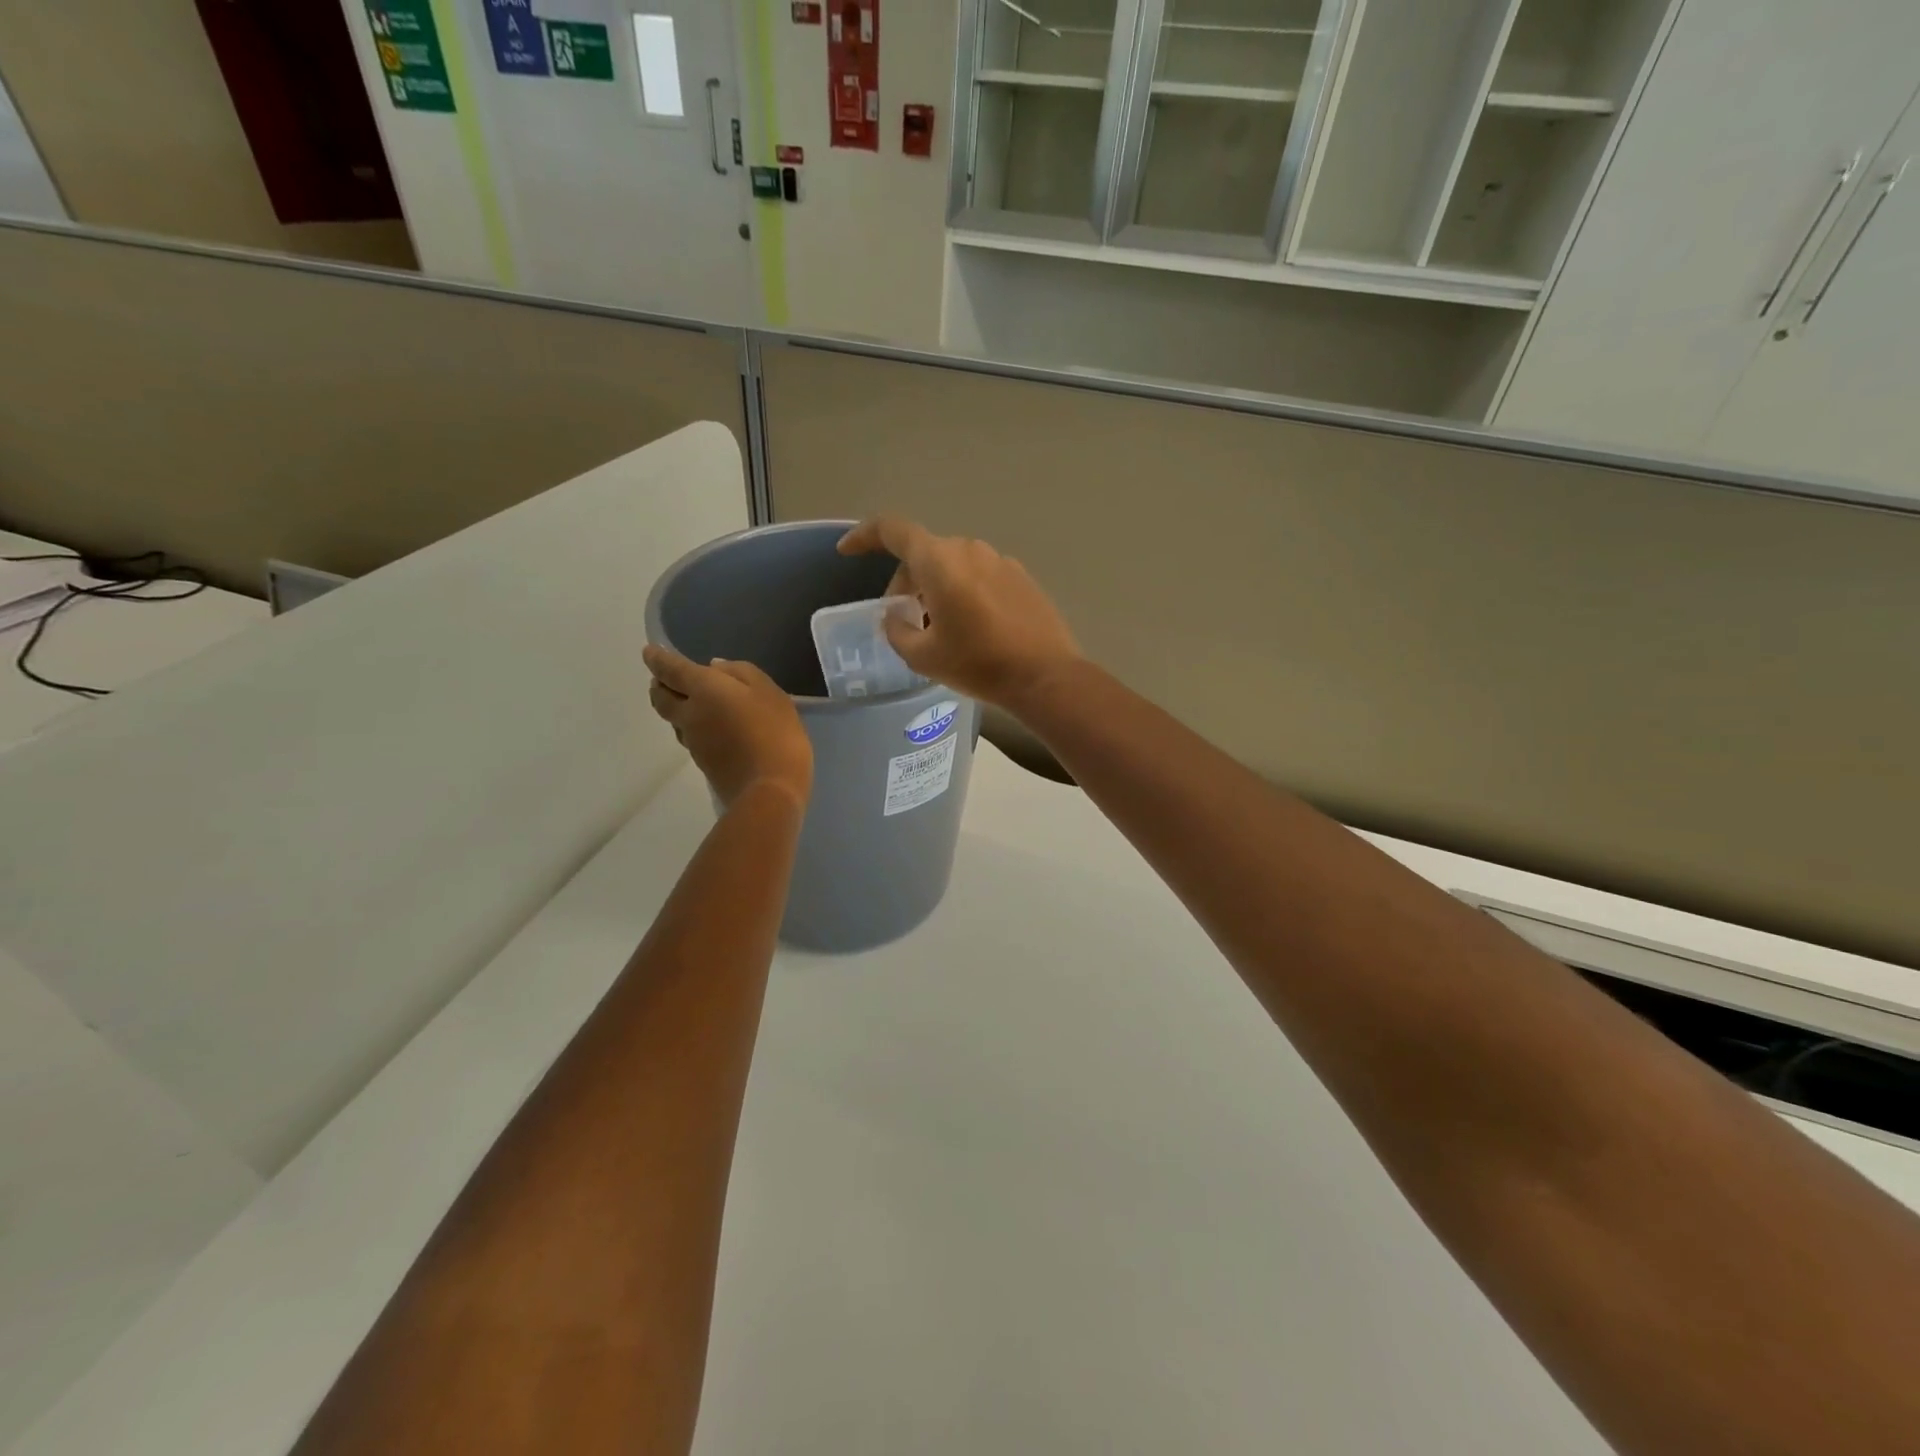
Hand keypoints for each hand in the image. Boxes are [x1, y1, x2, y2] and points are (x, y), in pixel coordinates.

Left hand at [644, 646, 812, 809]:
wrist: (770, 789)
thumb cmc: (775, 732)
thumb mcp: (770, 692)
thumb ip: (742, 673)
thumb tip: (715, 668)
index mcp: (703, 689)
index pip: (670, 669)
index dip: (657, 659)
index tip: (649, 652)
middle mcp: (689, 714)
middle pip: (661, 698)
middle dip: (659, 685)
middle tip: (664, 679)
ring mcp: (693, 742)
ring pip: (674, 719)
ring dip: (675, 708)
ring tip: (691, 703)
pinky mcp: (702, 763)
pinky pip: (690, 737)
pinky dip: (693, 727)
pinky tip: (713, 728)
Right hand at [837, 517, 1081, 710]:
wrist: (1044, 676)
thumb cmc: (978, 664)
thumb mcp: (923, 656)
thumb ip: (897, 630)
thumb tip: (895, 616)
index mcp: (939, 561)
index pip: (892, 530)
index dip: (864, 536)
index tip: (848, 552)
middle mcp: (969, 549)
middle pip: (924, 552)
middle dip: (905, 580)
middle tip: (902, 617)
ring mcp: (1000, 560)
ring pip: (953, 564)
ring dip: (936, 587)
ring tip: (937, 626)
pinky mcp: (1021, 577)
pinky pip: (980, 575)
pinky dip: (964, 591)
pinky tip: (971, 626)